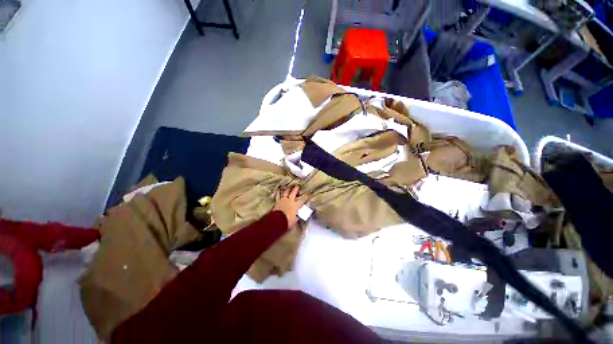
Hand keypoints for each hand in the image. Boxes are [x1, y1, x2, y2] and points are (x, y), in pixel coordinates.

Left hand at [273, 185, 308, 227]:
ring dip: (288, 188)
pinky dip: (278, 192)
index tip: (309, 192)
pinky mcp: (278, 201)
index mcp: (296, 205)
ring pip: (286, 192)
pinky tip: (278, 189)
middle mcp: (290, 200)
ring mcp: (283, 200)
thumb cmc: (288, 221)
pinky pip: (278, 195)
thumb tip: (299, 216)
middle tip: (298, 185)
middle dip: (297, 188)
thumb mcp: (295, 220)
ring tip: (290, 186)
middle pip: (294, 192)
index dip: (306, 195)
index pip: (303, 199)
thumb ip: (298, 217)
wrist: (278, 221)